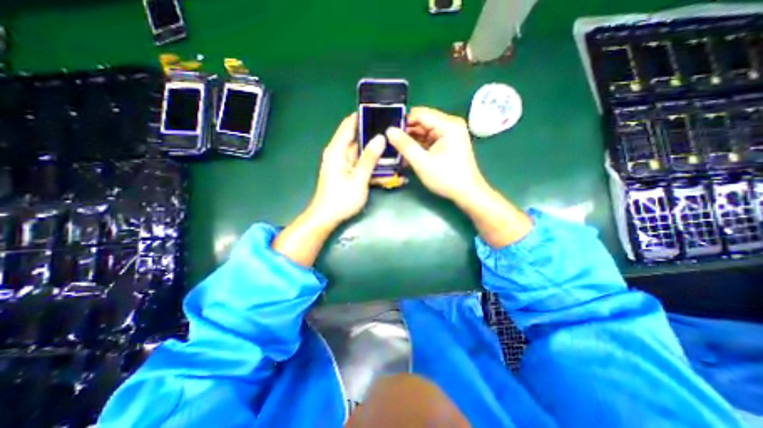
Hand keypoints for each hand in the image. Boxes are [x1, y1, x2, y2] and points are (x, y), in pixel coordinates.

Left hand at [309, 114, 388, 226]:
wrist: (327, 218)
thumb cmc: (340, 199)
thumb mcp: (358, 179)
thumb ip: (369, 158)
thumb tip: (380, 138)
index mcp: (337, 150)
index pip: (349, 124)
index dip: (363, 116)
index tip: (381, 112)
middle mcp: (339, 153)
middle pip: (358, 138)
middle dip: (375, 136)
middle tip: (394, 133)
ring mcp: (344, 164)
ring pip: (362, 153)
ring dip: (377, 153)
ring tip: (395, 150)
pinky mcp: (348, 173)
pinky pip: (362, 165)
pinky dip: (373, 166)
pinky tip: (388, 170)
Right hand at [388, 105, 531, 248]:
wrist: (467, 193)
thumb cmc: (446, 177)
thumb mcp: (422, 162)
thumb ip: (404, 145)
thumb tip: (389, 130)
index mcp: (447, 124)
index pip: (419, 113)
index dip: (402, 122)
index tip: (389, 133)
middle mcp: (450, 124)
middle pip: (422, 122)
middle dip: (406, 132)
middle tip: (391, 144)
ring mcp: (450, 134)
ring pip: (424, 131)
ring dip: (411, 141)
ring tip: (397, 151)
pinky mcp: (448, 143)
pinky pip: (430, 139)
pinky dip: (419, 146)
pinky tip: (409, 155)